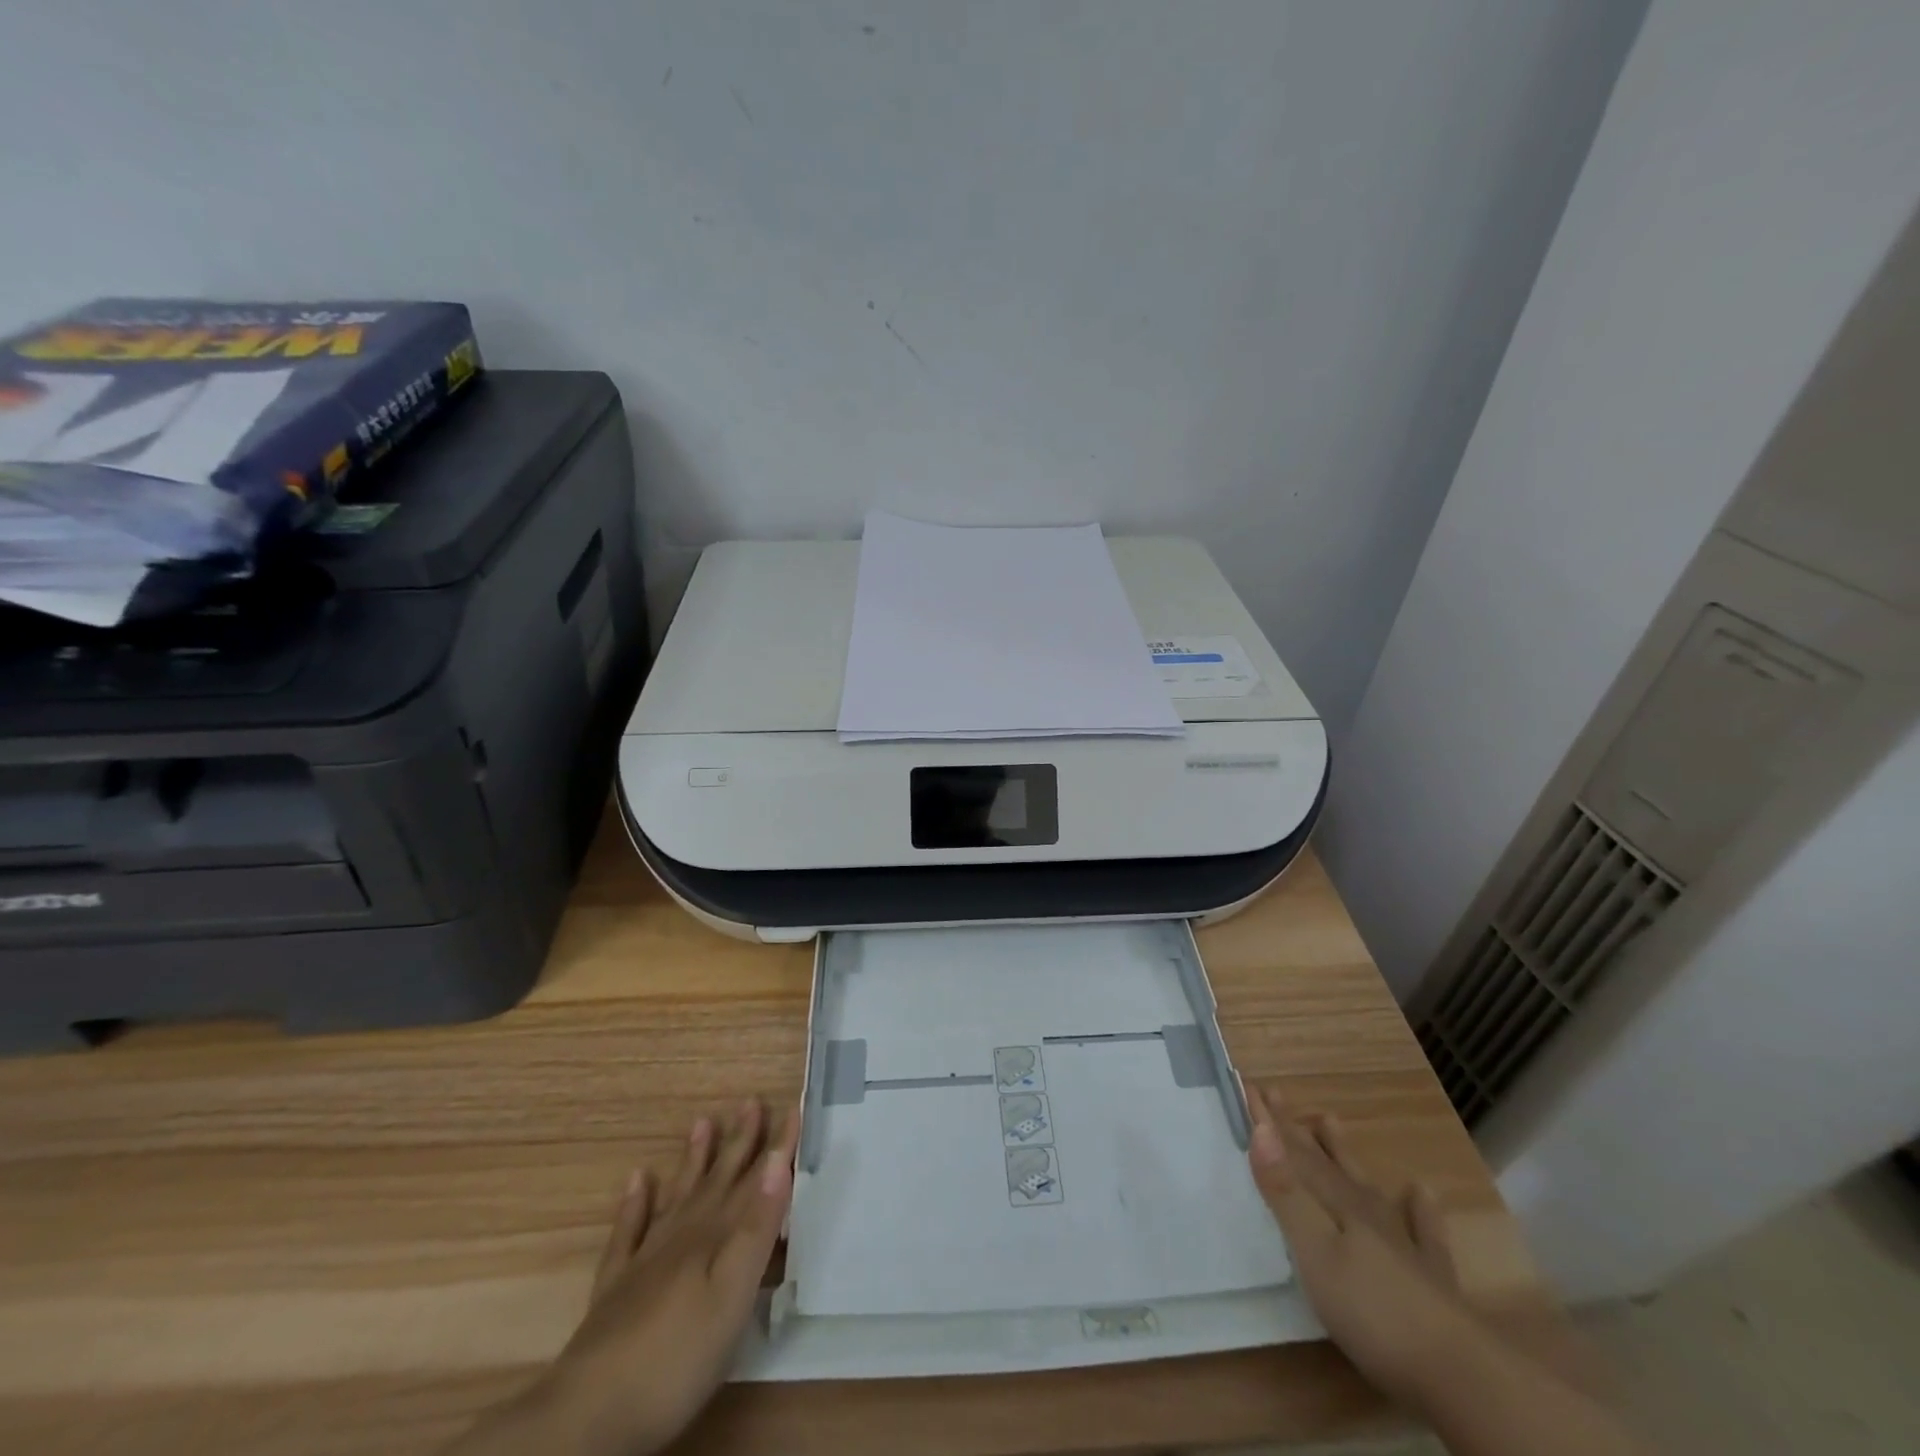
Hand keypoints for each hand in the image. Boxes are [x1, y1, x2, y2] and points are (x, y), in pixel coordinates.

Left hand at [446, 1101, 798, 1455]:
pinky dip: (634, 1203)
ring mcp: (645, 1259)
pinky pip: (628, 1232)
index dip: (777, 1147)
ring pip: (677, 1195)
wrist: (588, 1415)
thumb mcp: (732, 1296)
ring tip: (702, 1121)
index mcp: (715, 1238)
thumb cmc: (677, 1358)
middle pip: (717, 1180)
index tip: (793, 1107)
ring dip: (693, 1159)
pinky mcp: (616, 1288)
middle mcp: (683, 1236)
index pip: (755, 1181)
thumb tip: (778, 1163)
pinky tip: (637, 1179)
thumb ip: (756, 1229)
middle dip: (739, 1142)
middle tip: (751, 1101)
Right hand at [1244, 1082, 1483, 1413]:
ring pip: (1367, 1185)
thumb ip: (1287, 1193)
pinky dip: (1420, 1209)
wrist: (1461, 1372)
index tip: (1251, 1085)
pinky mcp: (1432, 1278)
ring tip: (1330, 1120)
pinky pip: (1425, 1232)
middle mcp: (1368, 1213)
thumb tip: (1261, 1130)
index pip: (1296, 1154)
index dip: (1271, 1121)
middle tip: (1279, 1093)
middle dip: (1298, 1129)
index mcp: (1337, 1205)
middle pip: (1326, 1163)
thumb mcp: (1315, 1252)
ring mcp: (1404, 1243)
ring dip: (1345, 1154)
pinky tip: (1422, 1193)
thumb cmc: (1373, 1310)